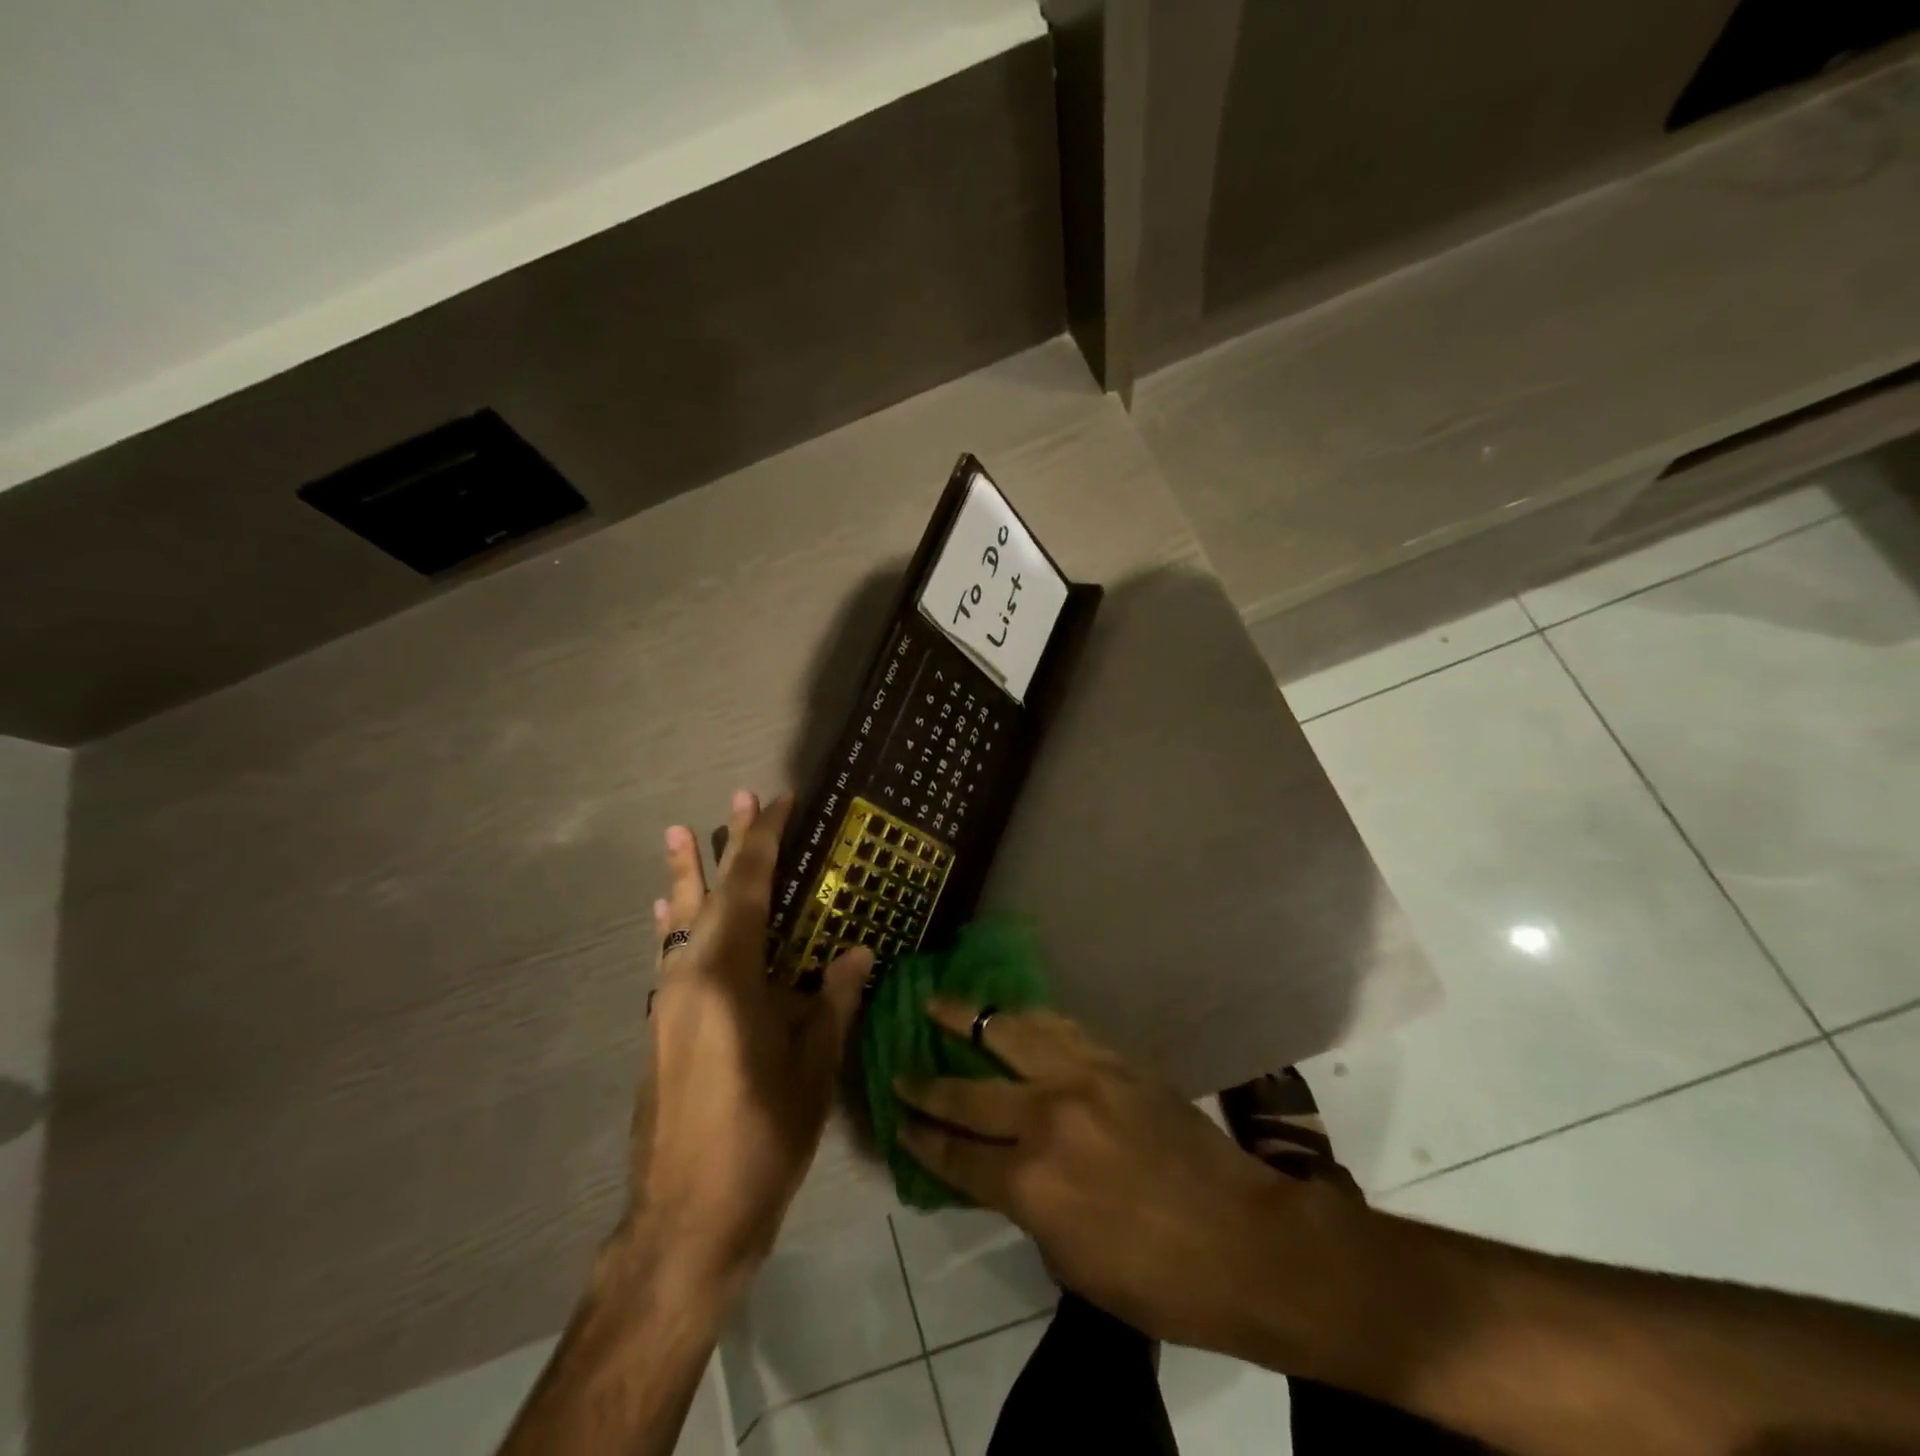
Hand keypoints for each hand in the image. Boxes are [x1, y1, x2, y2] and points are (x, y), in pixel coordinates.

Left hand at [629, 791, 872, 1291]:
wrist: (685, 1222)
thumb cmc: (761, 1138)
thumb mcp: (812, 1067)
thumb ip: (834, 1000)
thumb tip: (856, 952)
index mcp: (728, 977)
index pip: (749, 889)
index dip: (764, 841)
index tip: (777, 800)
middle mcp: (688, 977)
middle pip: (709, 896)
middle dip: (724, 845)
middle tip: (734, 798)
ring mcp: (667, 1003)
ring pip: (680, 923)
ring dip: (687, 878)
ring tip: (679, 836)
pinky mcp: (661, 1030)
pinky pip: (669, 957)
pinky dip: (674, 926)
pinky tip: (667, 916)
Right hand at [895, 1003, 1291, 1348]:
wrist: (1247, 1239)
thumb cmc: (1159, 1279)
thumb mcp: (1073, 1264)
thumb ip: (1027, 1208)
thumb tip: (1001, 1171)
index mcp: (1032, 1186)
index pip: (957, 1155)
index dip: (922, 1138)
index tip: (898, 1121)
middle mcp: (1047, 1120)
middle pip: (969, 1093)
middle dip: (926, 1084)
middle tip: (899, 1071)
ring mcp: (1082, 1080)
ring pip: (1009, 1035)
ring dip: (967, 1019)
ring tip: (937, 1003)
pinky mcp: (1114, 1060)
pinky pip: (1058, 1027)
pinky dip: (1024, 1018)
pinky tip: (1008, 1012)